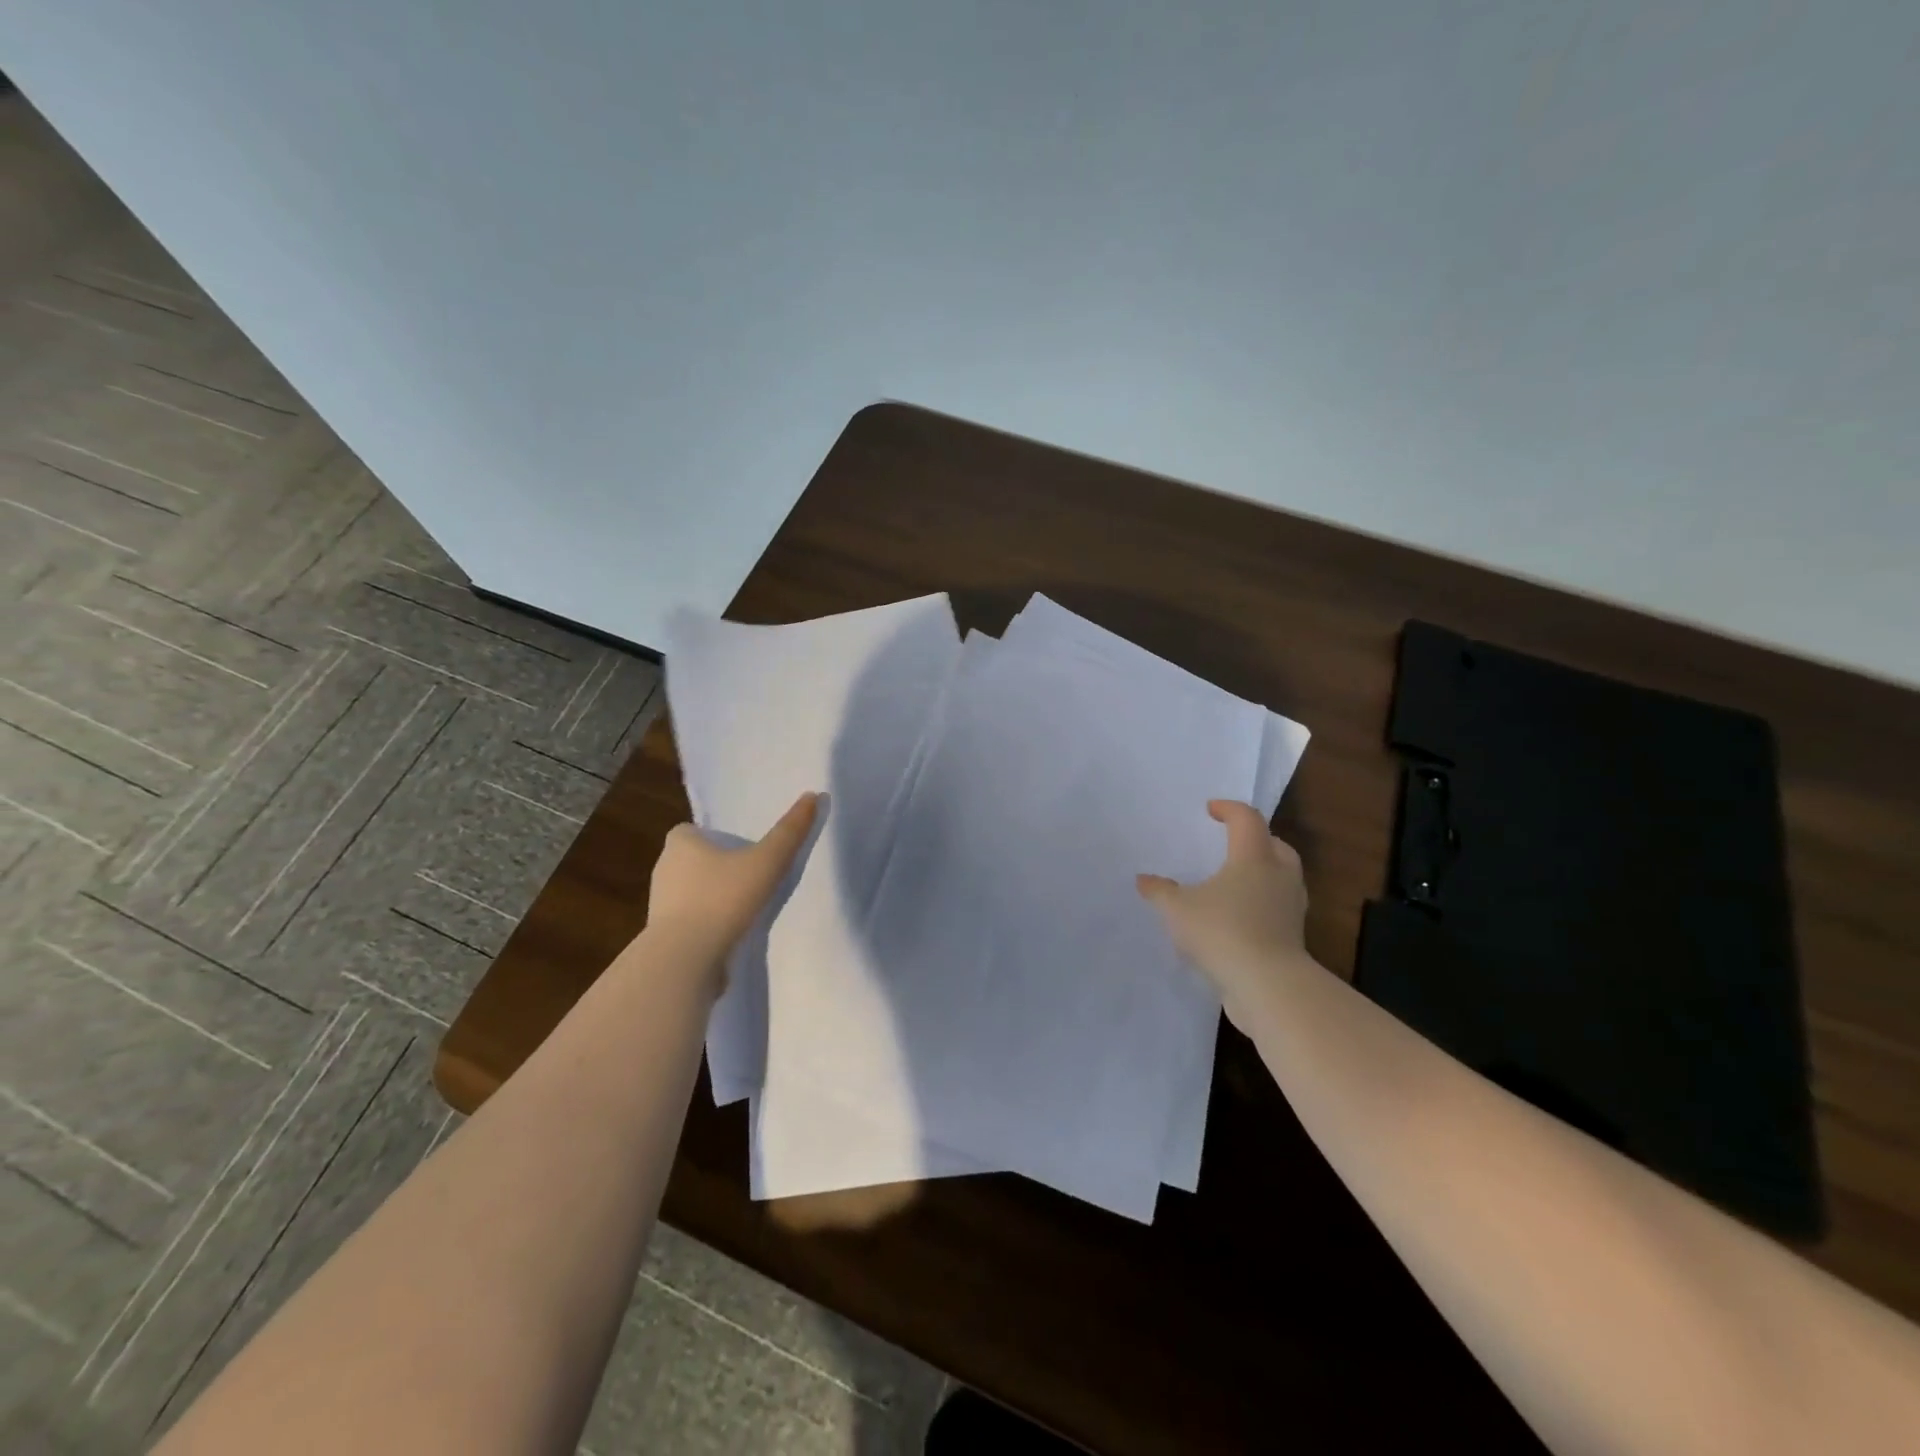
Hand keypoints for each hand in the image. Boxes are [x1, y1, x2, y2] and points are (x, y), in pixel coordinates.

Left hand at [642, 792, 820, 974]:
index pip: (690, 831)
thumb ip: (790, 831)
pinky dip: (707, 924)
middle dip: (714, 866)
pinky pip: (690, 921)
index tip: (739, 847)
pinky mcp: (664, 937)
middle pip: (691, 860)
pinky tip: (731, 933)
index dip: (713, 836)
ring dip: (712, 896)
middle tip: (749, 873)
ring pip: (690, 892)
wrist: (686, 959)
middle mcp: (664, 869)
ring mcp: (661, 906)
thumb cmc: (723, 898)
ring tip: (744, 905)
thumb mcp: (767, 861)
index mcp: (680, 844)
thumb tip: (813, 795)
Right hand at [1137, 800, 1310, 1026]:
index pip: (1247, 820)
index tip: (1210, 809)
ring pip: (1281, 876)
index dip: (1229, 809)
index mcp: (1253, 857)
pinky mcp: (1293, 935)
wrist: (1268, 986)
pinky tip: (1238, 916)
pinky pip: (1278, 906)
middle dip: (1254, 839)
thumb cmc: (1222, 932)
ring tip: (1233, 881)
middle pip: (1274, 844)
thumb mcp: (1177, 909)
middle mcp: (1278, 875)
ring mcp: (1291, 907)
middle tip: (1231, 842)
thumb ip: (1160, 892)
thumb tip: (1143, 880)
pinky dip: (1261, 902)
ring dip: (1262, 872)